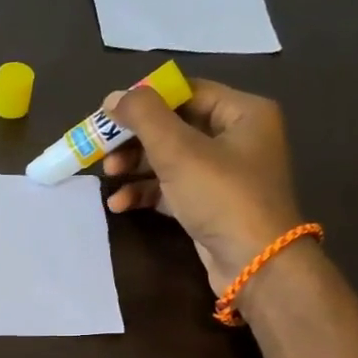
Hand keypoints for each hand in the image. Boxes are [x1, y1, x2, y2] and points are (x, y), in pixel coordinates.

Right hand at [100, 79, 303, 293]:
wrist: (254, 264)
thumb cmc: (222, 196)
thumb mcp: (179, 151)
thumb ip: (144, 117)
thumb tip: (113, 97)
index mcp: (243, 112)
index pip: (187, 93)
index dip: (146, 100)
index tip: (110, 115)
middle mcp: (237, 138)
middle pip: (175, 127)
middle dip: (136, 140)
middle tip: (103, 150)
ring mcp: (223, 174)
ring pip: (169, 159)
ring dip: (135, 167)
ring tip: (108, 177)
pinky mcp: (209, 205)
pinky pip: (172, 189)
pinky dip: (146, 192)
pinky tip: (120, 204)